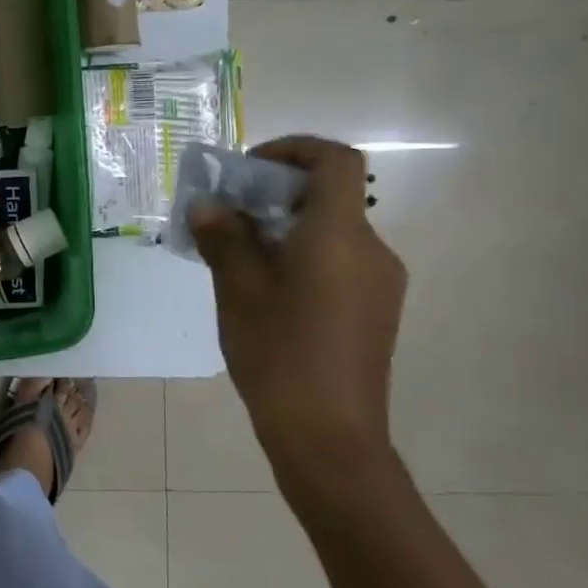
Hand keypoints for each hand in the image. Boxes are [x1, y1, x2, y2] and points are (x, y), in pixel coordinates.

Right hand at [188, 136, 406, 494]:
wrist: (330, 438)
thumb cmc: (280, 355)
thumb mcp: (238, 291)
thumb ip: (224, 239)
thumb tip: (208, 206)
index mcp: (339, 236)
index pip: (335, 161)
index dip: (293, 149)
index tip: (248, 170)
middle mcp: (371, 251)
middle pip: (329, 197)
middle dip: (274, 195)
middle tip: (226, 217)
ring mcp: (379, 283)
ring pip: (330, 233)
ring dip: (284, 229)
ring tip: (235, 258)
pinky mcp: (374, 311)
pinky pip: (337, 263)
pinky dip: (300, 257)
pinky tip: (264, 292)